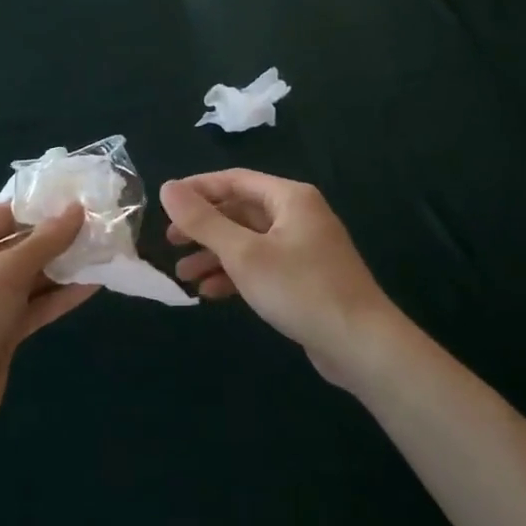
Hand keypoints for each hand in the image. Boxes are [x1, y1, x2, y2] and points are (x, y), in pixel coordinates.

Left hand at [0, 203, 95, 440]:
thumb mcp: (3, 274)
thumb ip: (43, 243)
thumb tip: (76, 210)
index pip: (4, 215)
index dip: (42, 209)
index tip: (82, 201)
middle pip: (19, 245)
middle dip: (58, 239)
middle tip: (101, 227)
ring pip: (30, 277)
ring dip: (64, 268)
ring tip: (105, 252)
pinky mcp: (1, 330)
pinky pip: (34, 305)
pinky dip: (60, 296)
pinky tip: (94, 285)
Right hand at [161, 170, 394, 388]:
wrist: (361, 345)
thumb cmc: (300, 289)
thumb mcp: (243, 254)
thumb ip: (203, 221)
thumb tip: (167, 187)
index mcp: (290, 198)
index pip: (234, 180)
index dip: (197, 190)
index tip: (164, 205)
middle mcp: (298, 215)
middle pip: (240, 211)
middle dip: (204, 227)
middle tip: (170, 242)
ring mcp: (303, 248)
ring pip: (248, 241)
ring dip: (215, 255)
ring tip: (183, 274)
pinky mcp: (305, 278)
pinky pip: (262, 265)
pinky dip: (236, 274)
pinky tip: (210, 293)